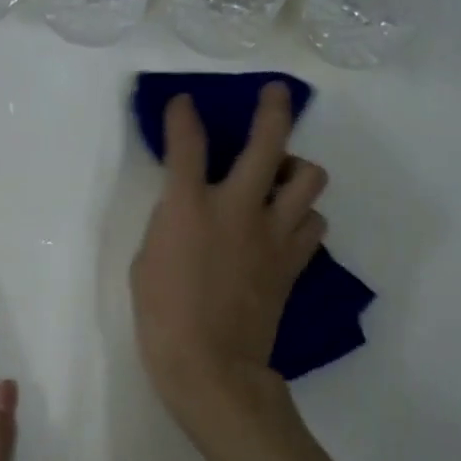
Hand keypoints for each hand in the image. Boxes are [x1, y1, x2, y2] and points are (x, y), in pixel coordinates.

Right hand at [130, 83, 327, 432]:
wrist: (210, 365)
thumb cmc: (162, 317)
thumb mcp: (147, 262)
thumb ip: (169, 224)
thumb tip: (187, 210)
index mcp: (189, 206)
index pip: (187, 142)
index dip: (183, 115)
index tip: (183, 103)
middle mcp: (238, 207)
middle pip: (269, 140)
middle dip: (273, 109)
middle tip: (274, 95)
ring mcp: (273, 233)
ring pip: (309, 178)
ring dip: (297, 170)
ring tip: (282, 179)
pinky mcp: (292, 261)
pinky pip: (314, 224)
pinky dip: (304, 219)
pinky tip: (288, 227)